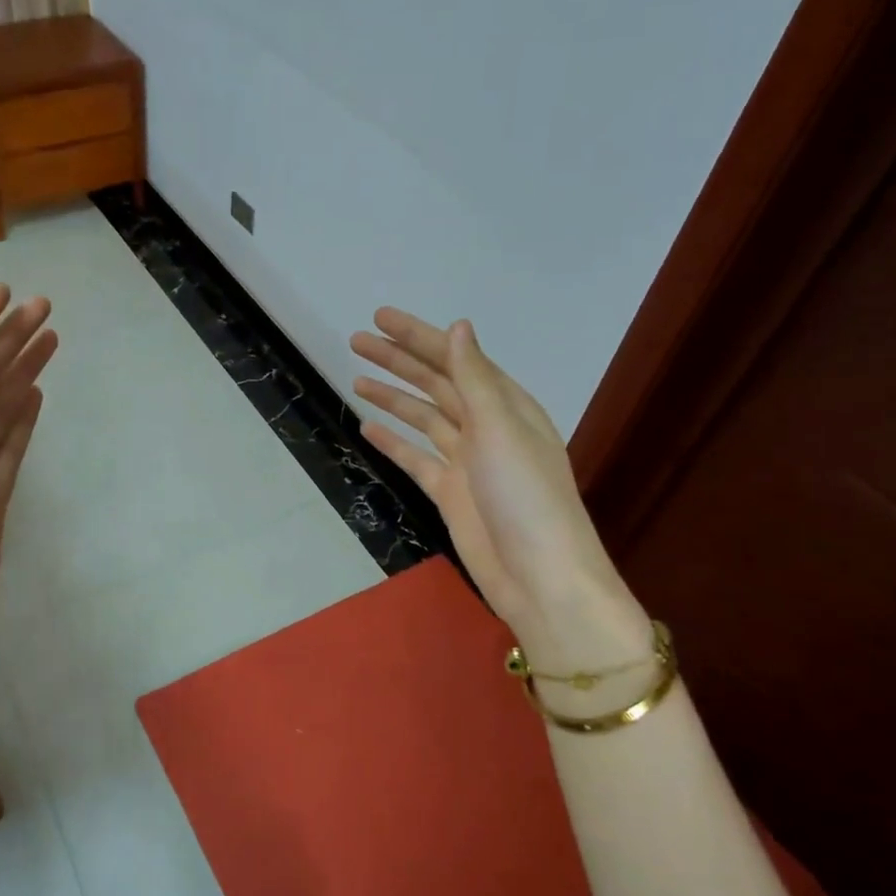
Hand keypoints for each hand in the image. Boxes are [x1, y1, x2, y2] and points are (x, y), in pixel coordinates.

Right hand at [351, 308, 650, 674]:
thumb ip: (474, 379)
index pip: (456, 359)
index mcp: (506, 405)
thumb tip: (459, 327)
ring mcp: (467, 462)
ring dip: (392, 398)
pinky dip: (393, 443)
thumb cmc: (526, 497)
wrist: (539, 577)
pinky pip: (416, 459)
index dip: (418, 336)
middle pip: (435, 384)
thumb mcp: (500, 429)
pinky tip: (368, 428)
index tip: (381, 318)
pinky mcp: (450, 493)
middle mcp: (486, 427)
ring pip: (423, 419)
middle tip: (357, 341)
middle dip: (398, 361)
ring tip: (356, 378)